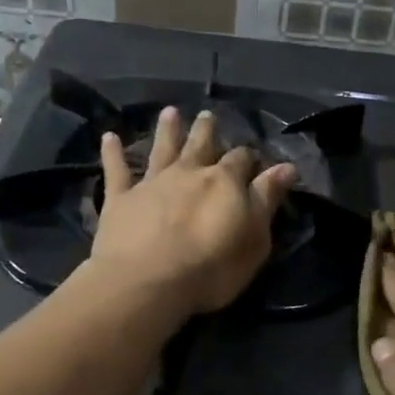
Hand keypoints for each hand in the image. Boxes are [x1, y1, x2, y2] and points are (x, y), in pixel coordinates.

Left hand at [88, 107, 295, 315]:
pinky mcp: (120, 199)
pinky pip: (116, 170)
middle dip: (207, 130)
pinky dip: (112, 152)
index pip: (241, 160)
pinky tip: (109, 136)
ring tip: (169, 112)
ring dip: (167, 130)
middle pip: (200, 145)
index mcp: (223, 181)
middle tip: (208, 115)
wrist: (147, 282)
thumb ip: (266, 200)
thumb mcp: (254, 239)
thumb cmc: (211, 268)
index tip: (253, 158)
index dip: (248, 158)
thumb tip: (285, 167)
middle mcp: (188, 173)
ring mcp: (152, 183)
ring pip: (162, 149)